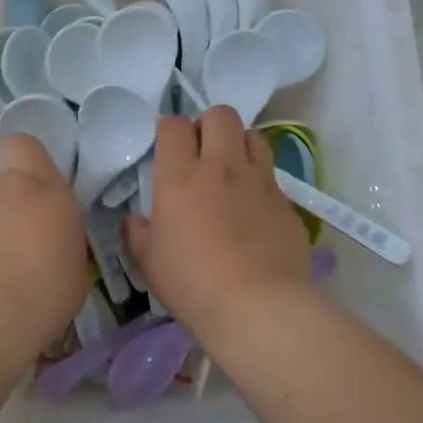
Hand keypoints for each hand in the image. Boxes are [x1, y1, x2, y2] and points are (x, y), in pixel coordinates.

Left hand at [0, 132, 87, 356]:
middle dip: (19, 206)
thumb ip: (64, 238)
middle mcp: (5, 191)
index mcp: (44, 188)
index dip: (30, 160)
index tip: (43, 184)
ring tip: (12, 272)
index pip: (26, 147)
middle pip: (9, 185)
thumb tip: (55, 240)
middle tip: (34, 241)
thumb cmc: (49, 285)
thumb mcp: (77, 262)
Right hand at [123, 108, 310, 339]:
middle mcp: (222, 167)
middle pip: (221, 114)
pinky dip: (260, 180)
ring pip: (254, 135)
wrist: (259, 307)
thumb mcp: (148, 262)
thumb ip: (137, 232)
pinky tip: (254, 209)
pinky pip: (272, 175)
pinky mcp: (286, 202)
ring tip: (231, 170)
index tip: (167, 149)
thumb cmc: (193, 284)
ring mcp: (259, 181)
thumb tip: (136, 219)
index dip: (169, 130)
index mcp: (180, 176)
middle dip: (208, 125)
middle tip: (201, 152)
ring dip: (239, 144)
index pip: (174, 125)